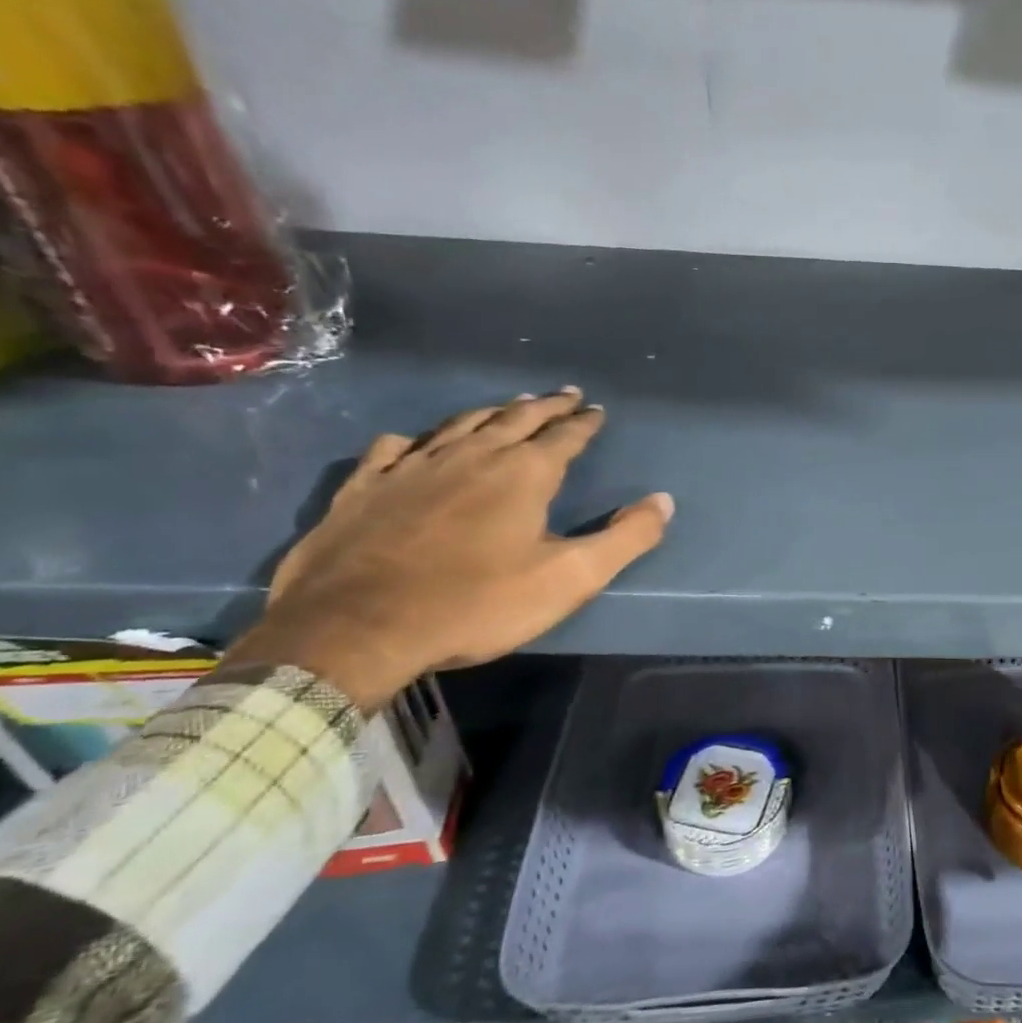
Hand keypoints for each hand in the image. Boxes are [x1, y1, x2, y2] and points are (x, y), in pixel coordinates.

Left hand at [222, 389, 673, 709]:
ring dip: (490, 412)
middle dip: (544, 405)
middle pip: (515, 418)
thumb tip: (663, 501)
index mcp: (523, 474)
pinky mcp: (364, 488)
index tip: (596, 410)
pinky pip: (393, 449)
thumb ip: (625, 538)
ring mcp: (411, 468)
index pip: (564, 436)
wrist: (358, 628)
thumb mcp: (570, 578)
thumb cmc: (478, 603)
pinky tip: (412, 442)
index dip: (584, 423)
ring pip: (459, 425)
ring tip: (507, 405)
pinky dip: (413, 441)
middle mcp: (471, 456)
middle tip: (564, 394)